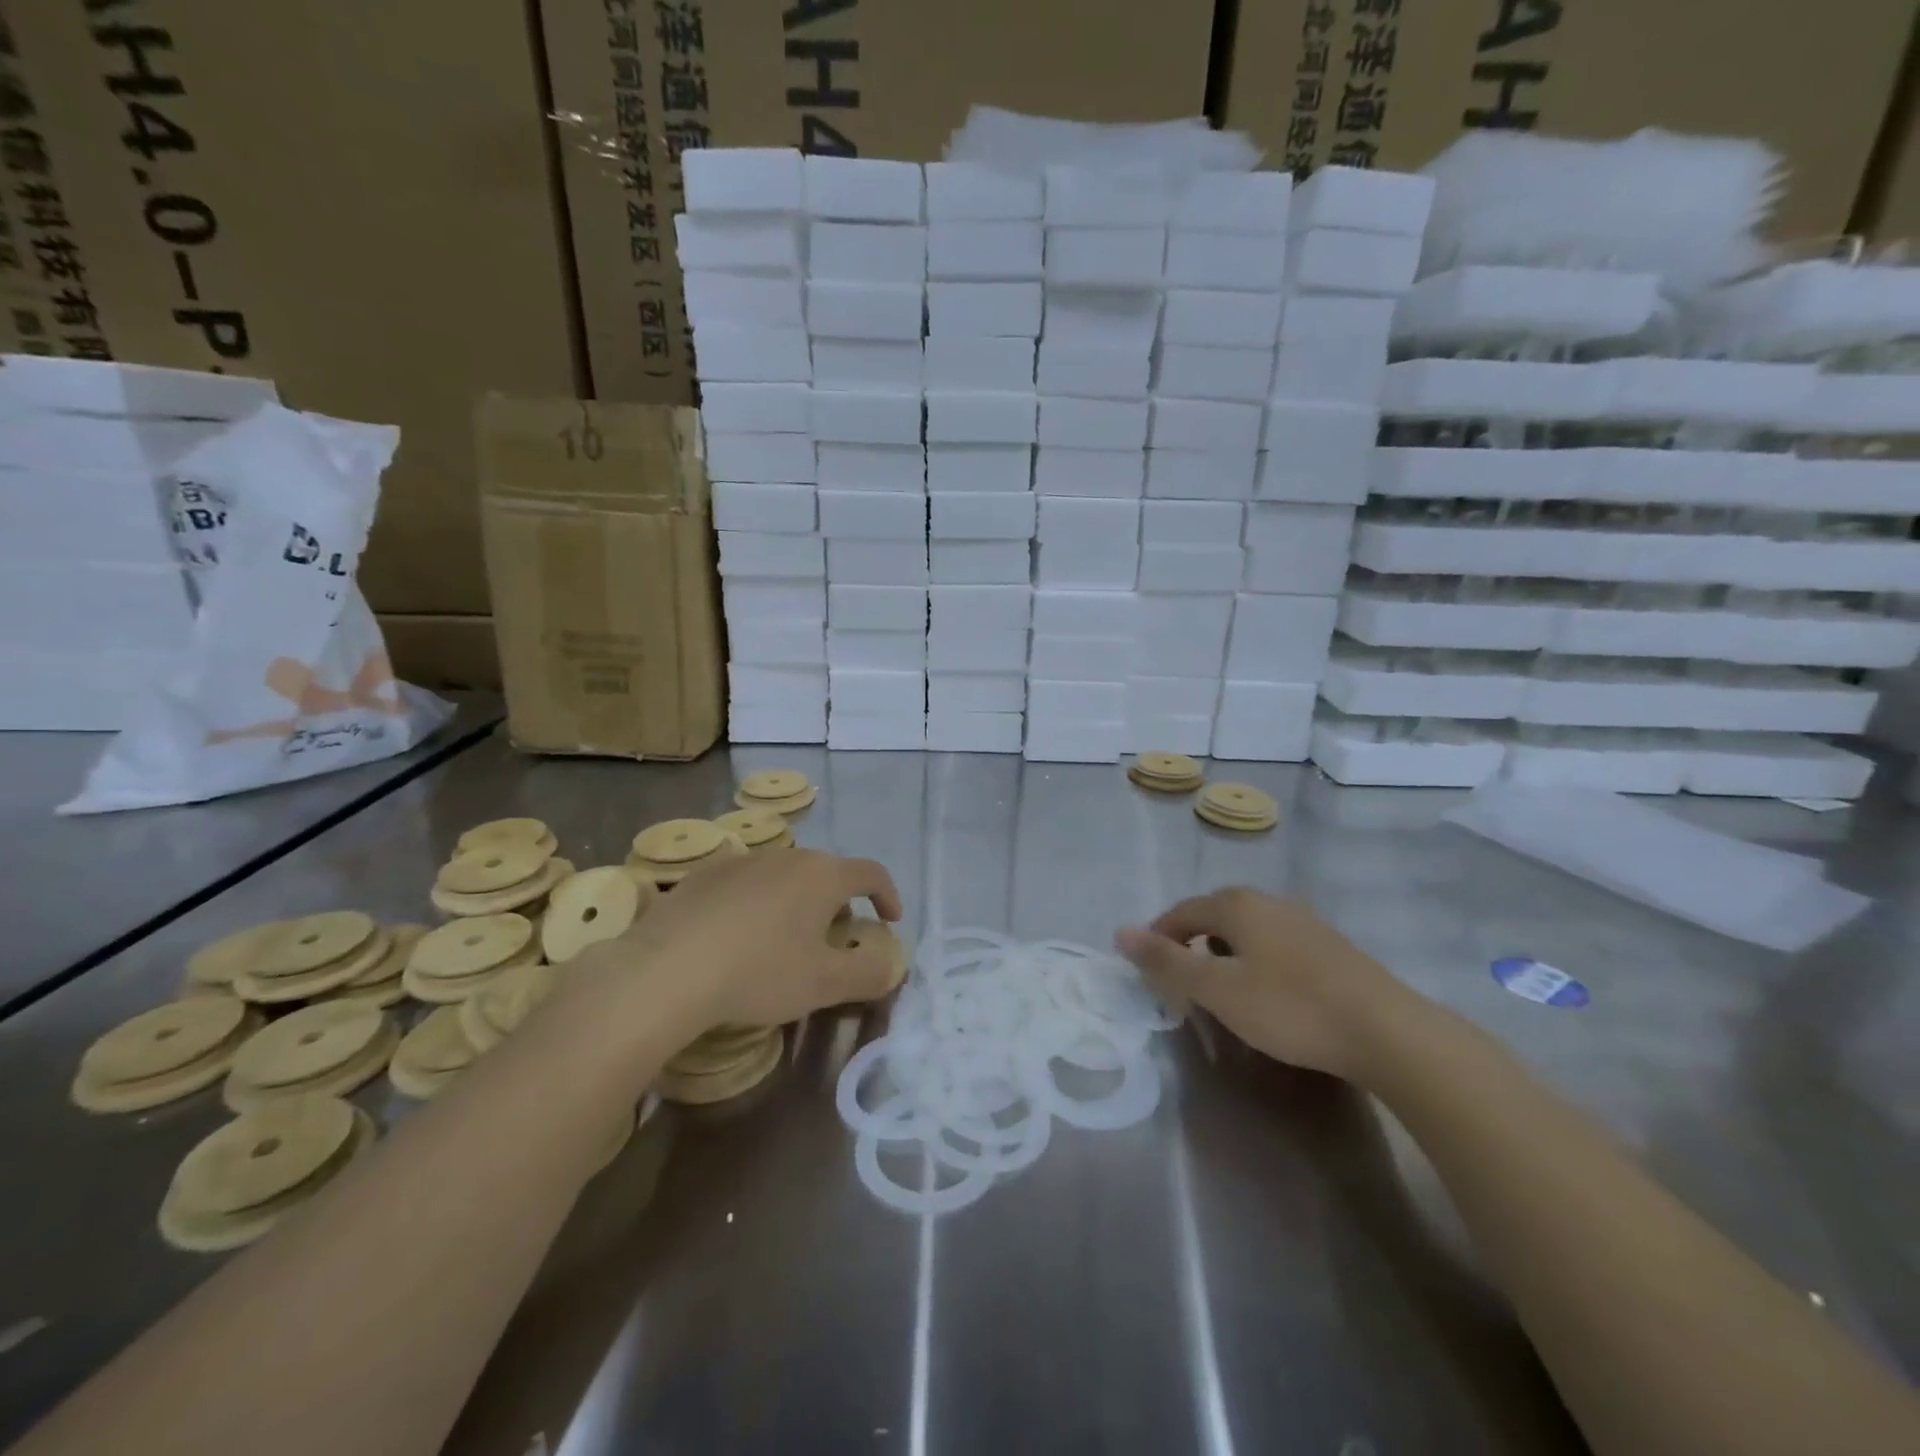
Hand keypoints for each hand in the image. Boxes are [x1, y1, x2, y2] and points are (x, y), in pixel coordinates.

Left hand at [587, 847, 903, 1037]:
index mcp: (823, 875)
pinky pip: (746, 883)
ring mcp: (742, 860)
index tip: (889, 922)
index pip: (871, 873)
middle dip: (840, 903)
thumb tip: (889, 964)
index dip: (887, 895)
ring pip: (785, 876)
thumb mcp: (825, 984)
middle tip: (835, 939)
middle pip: (827, 873)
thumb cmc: (758, 973)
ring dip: (797, 902)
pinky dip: (757, 903)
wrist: (666, 971)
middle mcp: (787, 856)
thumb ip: (869, 973)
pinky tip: (737, 936)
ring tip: (785, 939)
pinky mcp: (704, 874)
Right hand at [1115, 888, 1421, 1081]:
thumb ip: (1167, 962)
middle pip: (1213, 919)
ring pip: (1245, 933)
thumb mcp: (1218, 990)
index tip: (1150, 975)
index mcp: (1236, 904)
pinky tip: (1269, 996)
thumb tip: (1120, 932)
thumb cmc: (1290, 1007)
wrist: (1387, 1031)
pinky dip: (1256, 965)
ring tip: (1223, 995)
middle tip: (1184, 989)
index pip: (1180, 913)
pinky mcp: (1329, 946)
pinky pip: (1274, 946)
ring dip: (1224, 958)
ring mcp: (1302, 921)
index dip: (1158, 940)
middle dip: (1191, 948)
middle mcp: (1267, 901)